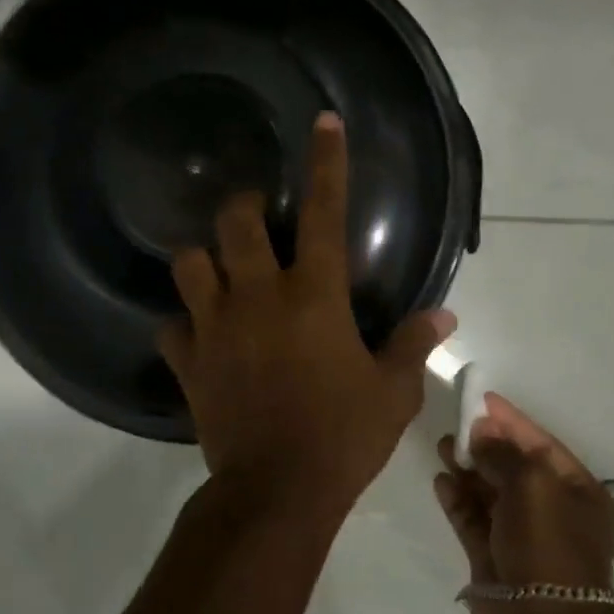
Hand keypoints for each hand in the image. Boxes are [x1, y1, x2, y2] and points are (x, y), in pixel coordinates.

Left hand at [158, 111, 455, 521]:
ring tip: (220, 270)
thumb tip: (444, 315)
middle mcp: (258, 296)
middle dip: (244, 207)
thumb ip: (413, 344)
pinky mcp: (188, 362)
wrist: (277, 491)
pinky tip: (197, 332)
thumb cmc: (344, 436)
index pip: (324, 212)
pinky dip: (182, 322)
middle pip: (235, 221)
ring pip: (188, 263)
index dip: (326, 162)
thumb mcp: (393, 392)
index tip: (322, 122)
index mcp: (314, 295)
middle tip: (258, 218)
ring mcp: (216, 327)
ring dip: (204, 259)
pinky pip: (170, 325)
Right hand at [434, 393, 613, 613]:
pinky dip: (458, 500)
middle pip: (513, 467)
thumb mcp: (533, 484)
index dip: (511, 421)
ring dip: (468, 469)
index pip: (541, 445)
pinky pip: (474, 520)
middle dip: (485, 444)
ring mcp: (521, 536)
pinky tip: (440, 481)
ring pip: (490, 493)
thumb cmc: (549, 546)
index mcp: (578, 492)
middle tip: (454, 425)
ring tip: (441, 446)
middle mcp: (552, 511)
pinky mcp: (493, 558)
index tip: (481, 400)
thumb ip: (504, 453)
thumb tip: (483, 432)